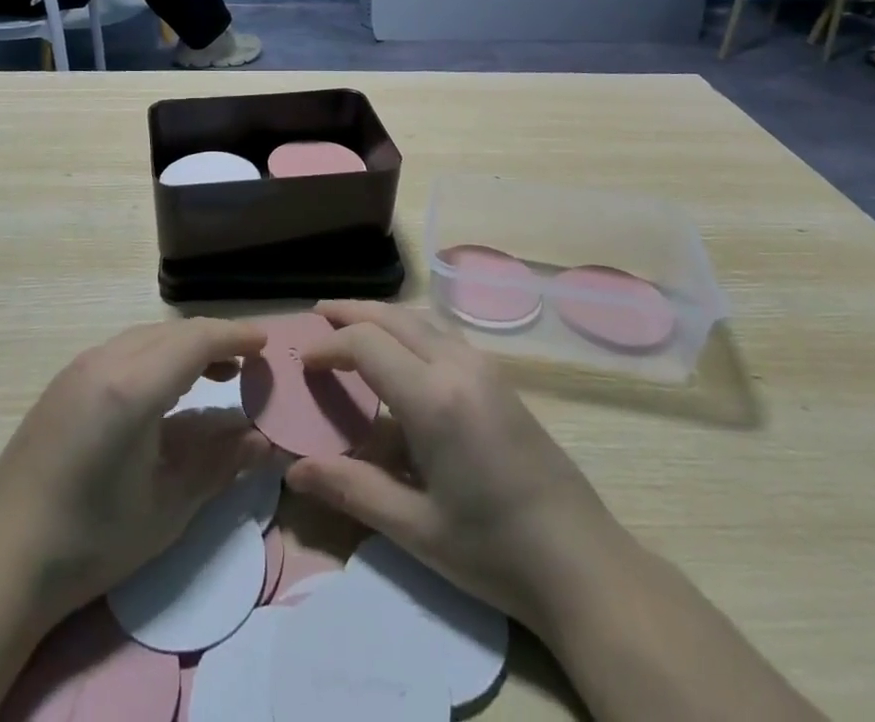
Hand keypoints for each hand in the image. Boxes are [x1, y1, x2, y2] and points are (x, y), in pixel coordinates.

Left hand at [0, 318, 270, 634]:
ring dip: (184, 347)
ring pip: (146, 337)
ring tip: (215, 373)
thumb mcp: (167, 509)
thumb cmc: (90, 542)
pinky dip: (155, 356)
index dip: (236, 336)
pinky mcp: (63, 382)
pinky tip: (164, 390)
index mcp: (132, 387)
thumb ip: (220, 466)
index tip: (267, 343)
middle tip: (249, 362)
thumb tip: (264, 441)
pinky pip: (123, 350)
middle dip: (214, 339)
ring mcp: (78, 368)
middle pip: (173, 333)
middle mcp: (105, 361)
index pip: (197, 340)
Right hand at [282, 301, 620, 642]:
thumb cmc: (492, 550)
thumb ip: (351, 489)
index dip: (329, 344)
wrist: (581, 561)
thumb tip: (294, 470)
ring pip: (421, 319)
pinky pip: (443, 334)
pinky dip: (410, 328)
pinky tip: (401, 353)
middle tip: (317, 316)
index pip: (366, 344)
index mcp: (433, 398)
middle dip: (352, 312)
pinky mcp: (499, 377)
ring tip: (352, 326)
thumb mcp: (414, 528)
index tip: (303, 359)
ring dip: (382, 316)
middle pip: (394, 316)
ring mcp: (483, 367)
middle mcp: (458, 365)